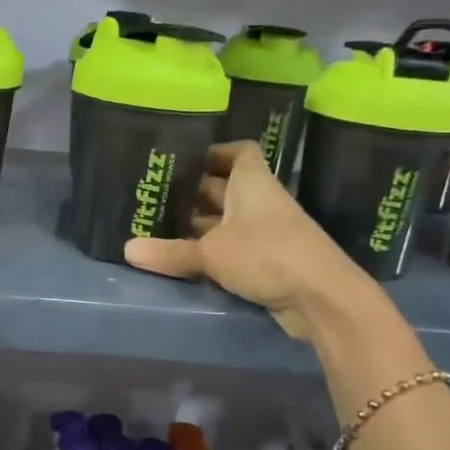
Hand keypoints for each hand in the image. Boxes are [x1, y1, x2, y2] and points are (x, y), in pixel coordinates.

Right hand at [123, 141, 370, 336]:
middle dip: (197, 192)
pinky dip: (215, 250)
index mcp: (252, 183)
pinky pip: (236, 247)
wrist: (322, 297)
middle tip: (160, 198)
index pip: (239, 152)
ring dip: (203, 225)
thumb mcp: (211, 253)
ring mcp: (269, 232)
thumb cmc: (267, 254)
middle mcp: (261, 201)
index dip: (215, 152)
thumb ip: (170, 251)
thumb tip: (126, 249)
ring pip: (230, 220)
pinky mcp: (271, 260)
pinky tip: (188, 260)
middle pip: (228, 187)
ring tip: (164, 229)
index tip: (185, 161)